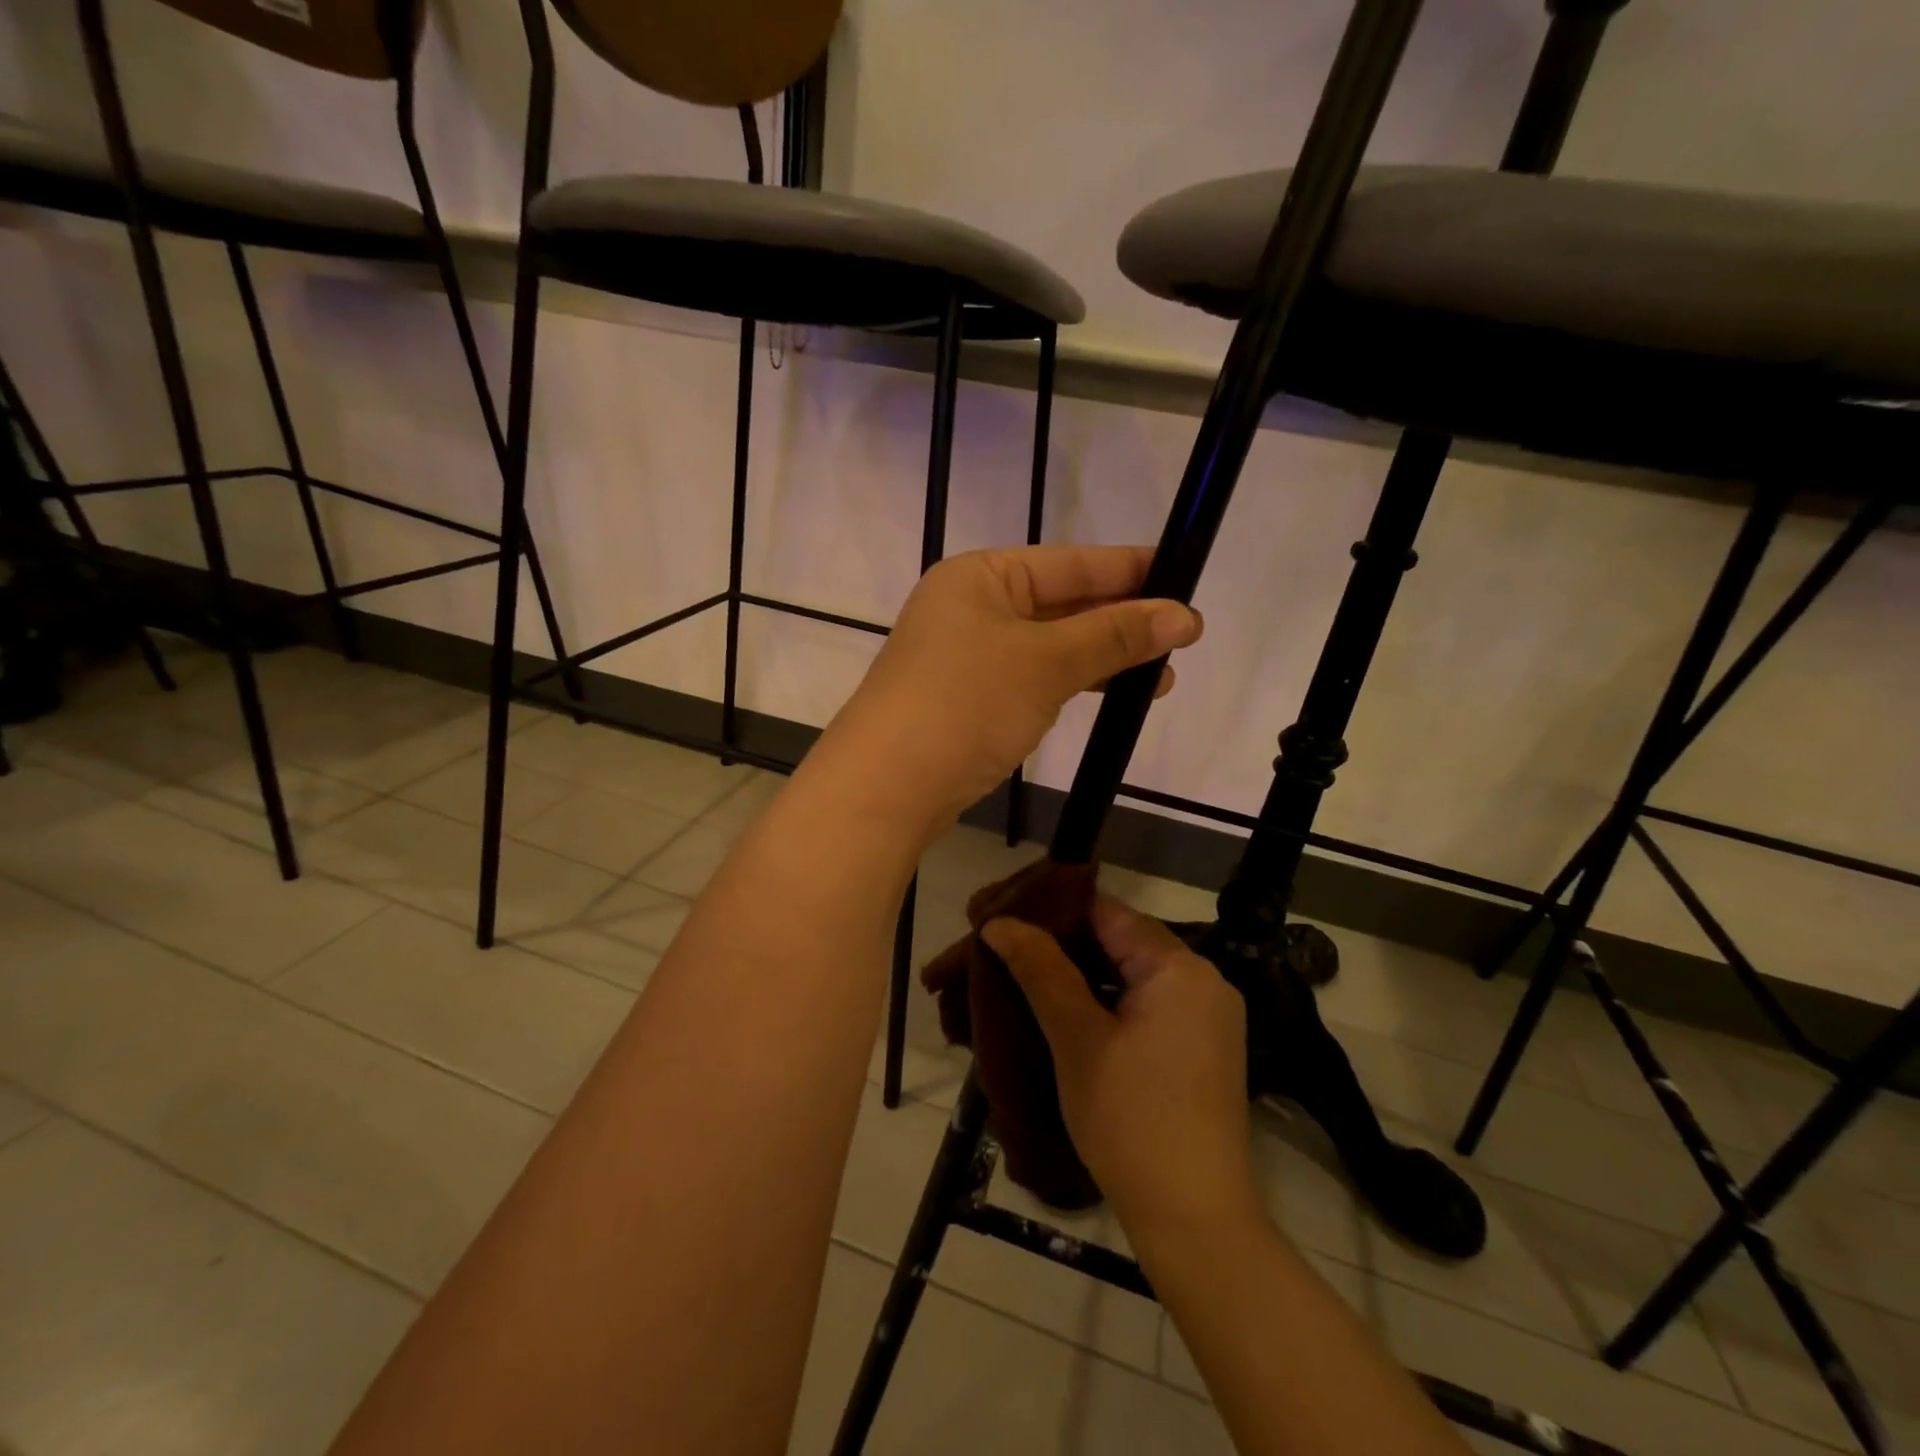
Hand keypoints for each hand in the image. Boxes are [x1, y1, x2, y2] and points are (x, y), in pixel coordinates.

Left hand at [828, 545, 1201, 826]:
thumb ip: (1114, 636)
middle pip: (1060, 604)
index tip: (1185, 576)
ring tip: (1159, 678)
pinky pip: (1031, 679)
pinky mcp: (966, 700)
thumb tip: (1184, 616)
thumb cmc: (966, 703)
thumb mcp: (1046, 662)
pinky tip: (1106, 695)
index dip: (1130, 569)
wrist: (886, 787)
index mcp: (980, 576)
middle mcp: (969, 607)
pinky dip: (1070, 684)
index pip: (1070, 562)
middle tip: (1184, 637)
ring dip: (1101, 659)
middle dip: (1121, 621)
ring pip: (1049, 647)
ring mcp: (965, 656)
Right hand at [981, 897, 1257, 1237]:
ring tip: (1033, 978)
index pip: (1108, 912)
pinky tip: (1075, 1013)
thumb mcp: (1077, 1039)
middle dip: (1067, 943)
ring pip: (1137, 971)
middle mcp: (1205, 978)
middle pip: (1124, 939)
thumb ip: (1041, 970)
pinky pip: (1152, 1001)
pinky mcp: (1206, 1046)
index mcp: (1179, 967)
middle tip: (1011, 951)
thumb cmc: (1130, 1119)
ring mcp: (1211, 1014)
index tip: (1007, 919)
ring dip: (1088, 973)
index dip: (1054, 910)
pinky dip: (1114, 1000)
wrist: (1195, 1220)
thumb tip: (999, 921)